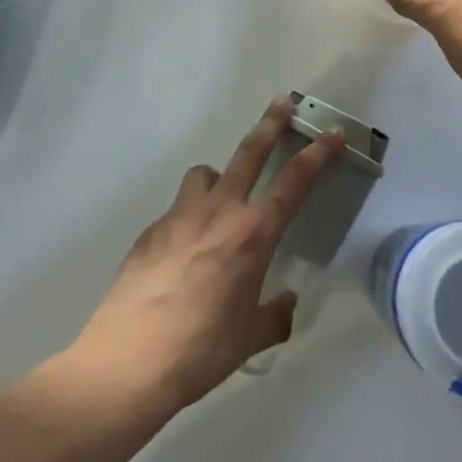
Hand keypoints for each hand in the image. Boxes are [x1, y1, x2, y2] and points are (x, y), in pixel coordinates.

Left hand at [75, 98, 343, 411]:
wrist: (129, 360)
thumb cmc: (201, 350)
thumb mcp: (250, 337)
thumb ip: (275, 315)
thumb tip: (286, 302)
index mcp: (252, 235)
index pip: (294, 182)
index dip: (317, 154)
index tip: (332, 132)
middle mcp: (219, 212)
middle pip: (250, 152)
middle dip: (271, 123)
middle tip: (283, 101)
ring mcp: (180, 216)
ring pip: (206, 174)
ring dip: (219, 176)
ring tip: (221, 200)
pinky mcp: (151, 229)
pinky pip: (179, 210)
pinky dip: (190, 218)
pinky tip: (184, 255)